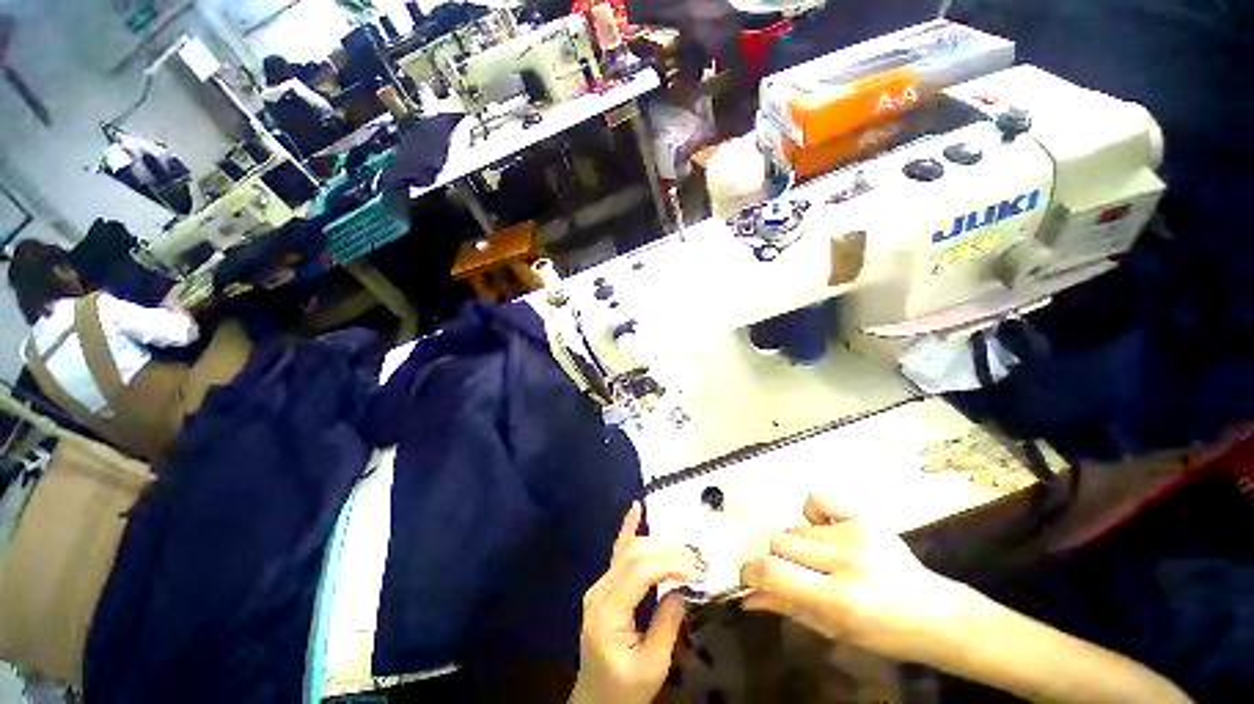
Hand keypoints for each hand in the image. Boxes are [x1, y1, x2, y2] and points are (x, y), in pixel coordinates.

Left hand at [571, 503, 703, 703]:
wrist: (596, 700)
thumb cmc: (624, 690)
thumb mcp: (652, 665)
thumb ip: (667, 622)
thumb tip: (684, 586)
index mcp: (607, 611)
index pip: (640, 570)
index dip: (671, 563)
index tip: (698, 571)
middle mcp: (600, 589)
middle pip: (635, 554)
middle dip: (669, 553)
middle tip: (698, 563)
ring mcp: (600, 584)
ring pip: (630, 549)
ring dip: (659, 545)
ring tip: (685, 553)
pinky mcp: (606, 584)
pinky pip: (619, 551)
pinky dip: (629, 528)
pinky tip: (636, 509)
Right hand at [740, 493, 967, 664]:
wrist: (935, 614)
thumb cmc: (883, 633)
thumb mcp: (833, 630)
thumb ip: (787, 607)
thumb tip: (747, 597)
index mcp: (838, 600)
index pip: (773, 571)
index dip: (751, 571)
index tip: (750, 577)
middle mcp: (845, 561)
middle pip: (780, 541)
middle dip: (779, 560)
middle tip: (797, 575)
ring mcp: (856, 534)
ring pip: (796, 527)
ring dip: (799, 545)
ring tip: (822, 560)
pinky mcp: (864, 517)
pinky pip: (816, 498)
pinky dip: (812, 513)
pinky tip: (825, 529)